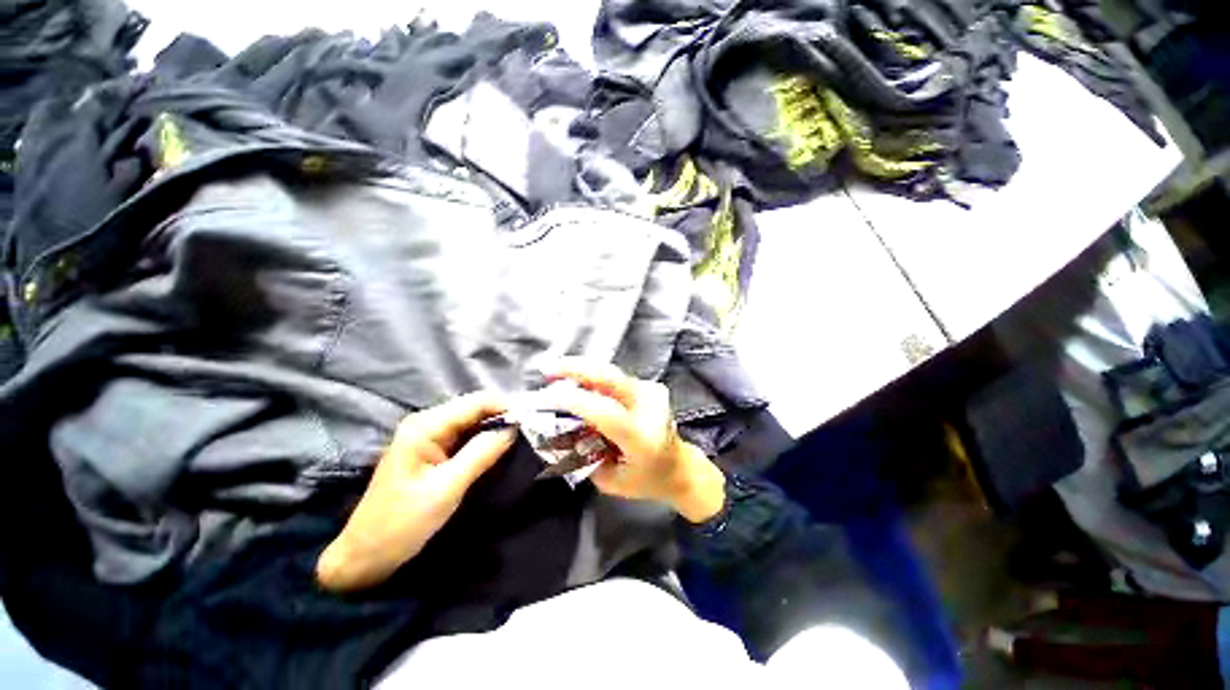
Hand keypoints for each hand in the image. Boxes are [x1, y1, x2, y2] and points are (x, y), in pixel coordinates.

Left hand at [316, 392, 514, 591]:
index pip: (477, 402)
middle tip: (529, 433)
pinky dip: (484, 439)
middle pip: (476, 408)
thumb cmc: (402, 522)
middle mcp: (428, 422)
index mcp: (426, 425)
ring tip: (521, 440)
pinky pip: (466, 436)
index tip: (531, 422)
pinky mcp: (433, 449)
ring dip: (496, 428)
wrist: (367, 554)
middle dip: (503, 417)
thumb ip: (482, 454)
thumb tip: (514, 429)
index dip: (506, 408)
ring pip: (473, 421)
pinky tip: (499, 448)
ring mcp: (429, 435)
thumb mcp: (447, 488)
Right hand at [532, 359, 725, 522]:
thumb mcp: (610, 481)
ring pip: (610, 373)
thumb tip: (559, 429)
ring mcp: (653, 392)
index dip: (574, 401)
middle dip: (576, 369)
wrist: (681, 466)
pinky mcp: (651, 386)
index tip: (545, 397)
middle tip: (548, 369)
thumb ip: (584, 456)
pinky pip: (615, 379)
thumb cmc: (646, 480)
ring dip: (582, 371)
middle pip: (611, 377)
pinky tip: (579, 384)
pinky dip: (594, 379)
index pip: (605, 412)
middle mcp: (650, 408)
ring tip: (556, 374)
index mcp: (642, 438)